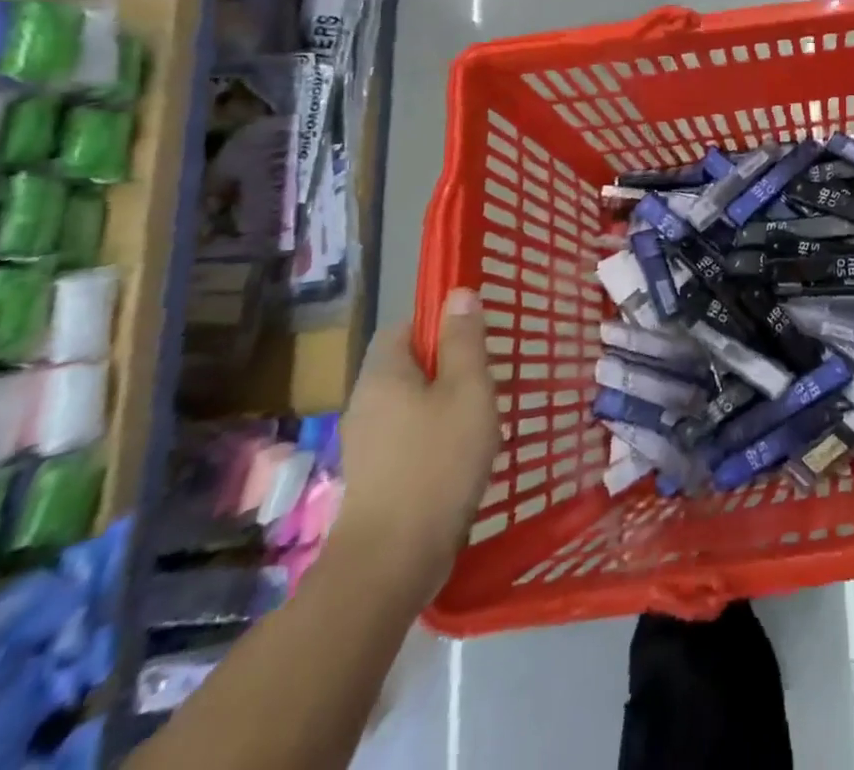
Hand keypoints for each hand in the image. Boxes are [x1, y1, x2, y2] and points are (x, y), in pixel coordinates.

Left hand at [330, 289, 497, 604]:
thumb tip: (458, 294)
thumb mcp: (467, 389)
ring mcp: (366, 443)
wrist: (393, 559)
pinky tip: (462, 454)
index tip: (475, 338)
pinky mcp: (375, 477)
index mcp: (383, 374)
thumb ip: (464, 340)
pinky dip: (435, 435)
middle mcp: (366, 402)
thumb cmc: (438, 460)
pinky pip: (408, 436)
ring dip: (444, 403)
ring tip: (482, 418)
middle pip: (407, 365)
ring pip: (410, 403)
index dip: (438, 323)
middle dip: (447, 366)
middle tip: (488, 378)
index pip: (404, 327)